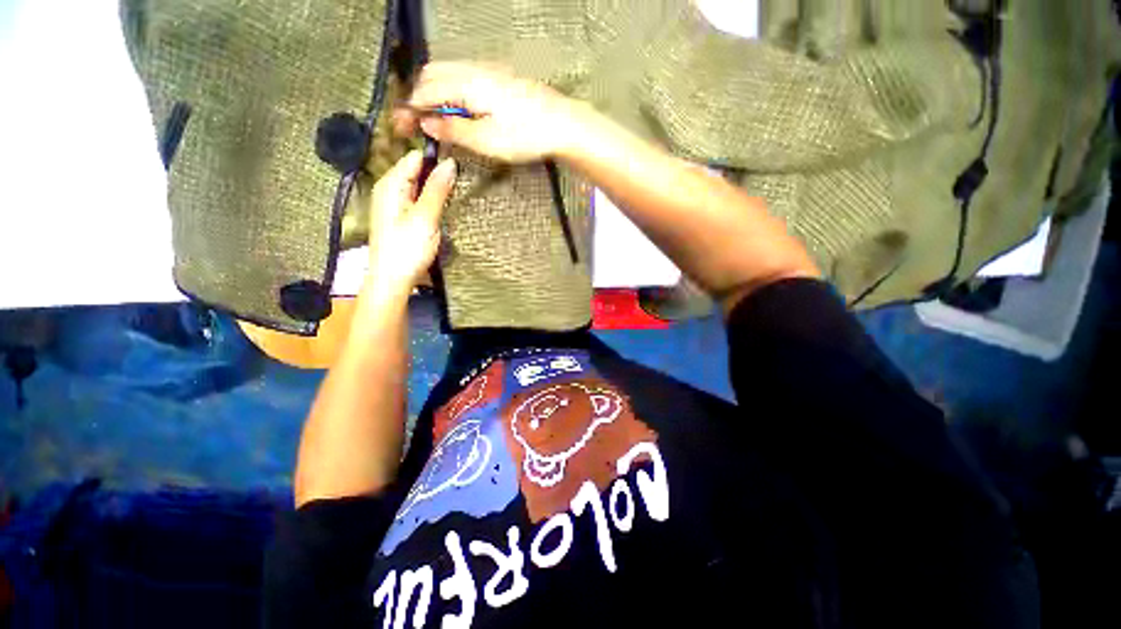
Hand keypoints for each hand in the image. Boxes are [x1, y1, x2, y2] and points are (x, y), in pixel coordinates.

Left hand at [363, 150, 456, 297]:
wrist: (393, 279)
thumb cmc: (407, 249)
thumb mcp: (426, 217)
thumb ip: (437, 189)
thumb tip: (451, 162)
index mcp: (391, 184)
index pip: (416, 157)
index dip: (437, 158)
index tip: (461, 163)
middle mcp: (390, 188)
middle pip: (417, 170)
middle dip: (438, 174)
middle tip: (463, 180)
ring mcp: (395, 203)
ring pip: (419, 186)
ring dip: (437, 188)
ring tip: (458, 192)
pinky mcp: (401, 217)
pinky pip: (418, 199)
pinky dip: (432, 200)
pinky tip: (444, 207)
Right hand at [393, 62, 584, 163]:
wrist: (562, 124)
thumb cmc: (526, 136)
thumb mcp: (487, 141)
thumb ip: (454, 130)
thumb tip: (427, 124)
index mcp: (466, 85)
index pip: (425, 92)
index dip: (411, 110)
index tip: (401, 126)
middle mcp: (473, 70)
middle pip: (432, 76)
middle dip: (419, 97)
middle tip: (417, 123)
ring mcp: (488, 71)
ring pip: (448, 73)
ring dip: (435, 93)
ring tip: (435, 119)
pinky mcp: (500, 78)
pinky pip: (464, 77)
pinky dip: (452, 90)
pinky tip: (459, 108)